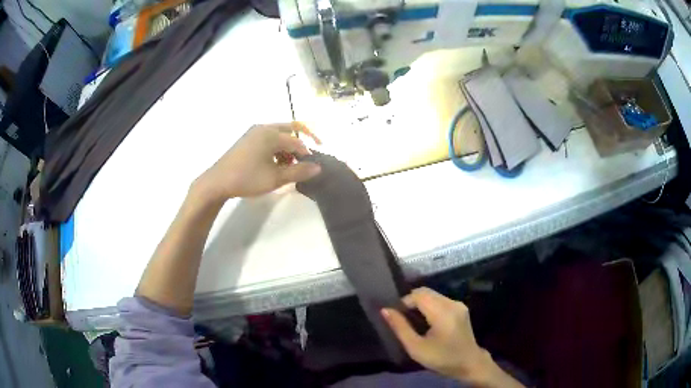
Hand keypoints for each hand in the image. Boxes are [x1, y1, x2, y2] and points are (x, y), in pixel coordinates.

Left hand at [194, 123, 321, 200]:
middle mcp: (263, 128)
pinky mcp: (247, 139)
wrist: (217, 182)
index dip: (307, 153)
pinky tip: (275, 163)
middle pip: (290, 129)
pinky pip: (268, 138)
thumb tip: (318, 167)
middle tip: (311, 153)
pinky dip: (277, 147)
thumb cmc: (247, 179)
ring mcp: (254, 132)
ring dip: (288, 146)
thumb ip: (298, 171)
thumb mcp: (275, 178)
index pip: (297, 141)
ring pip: (279, 134)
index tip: (312, 167)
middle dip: (302, 141)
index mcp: (270, 134)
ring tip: (289, 165)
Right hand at [382, 288, 522, 386]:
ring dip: (420, 304)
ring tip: (414, 322)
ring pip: (433, 295)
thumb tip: (385, 310)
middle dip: (411, 302)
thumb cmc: (442, 358)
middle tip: (403, 320)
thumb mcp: (416, 348)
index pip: (418, 294)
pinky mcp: (461, 308)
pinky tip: (427, 322)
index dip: (404, 302)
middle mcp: (452, 303)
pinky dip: (430, 306)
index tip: (397, 317)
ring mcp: (458, 304)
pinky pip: (440, 300)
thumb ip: (400, 328)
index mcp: (442, 312)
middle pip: (426, 292)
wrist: (469, 363)